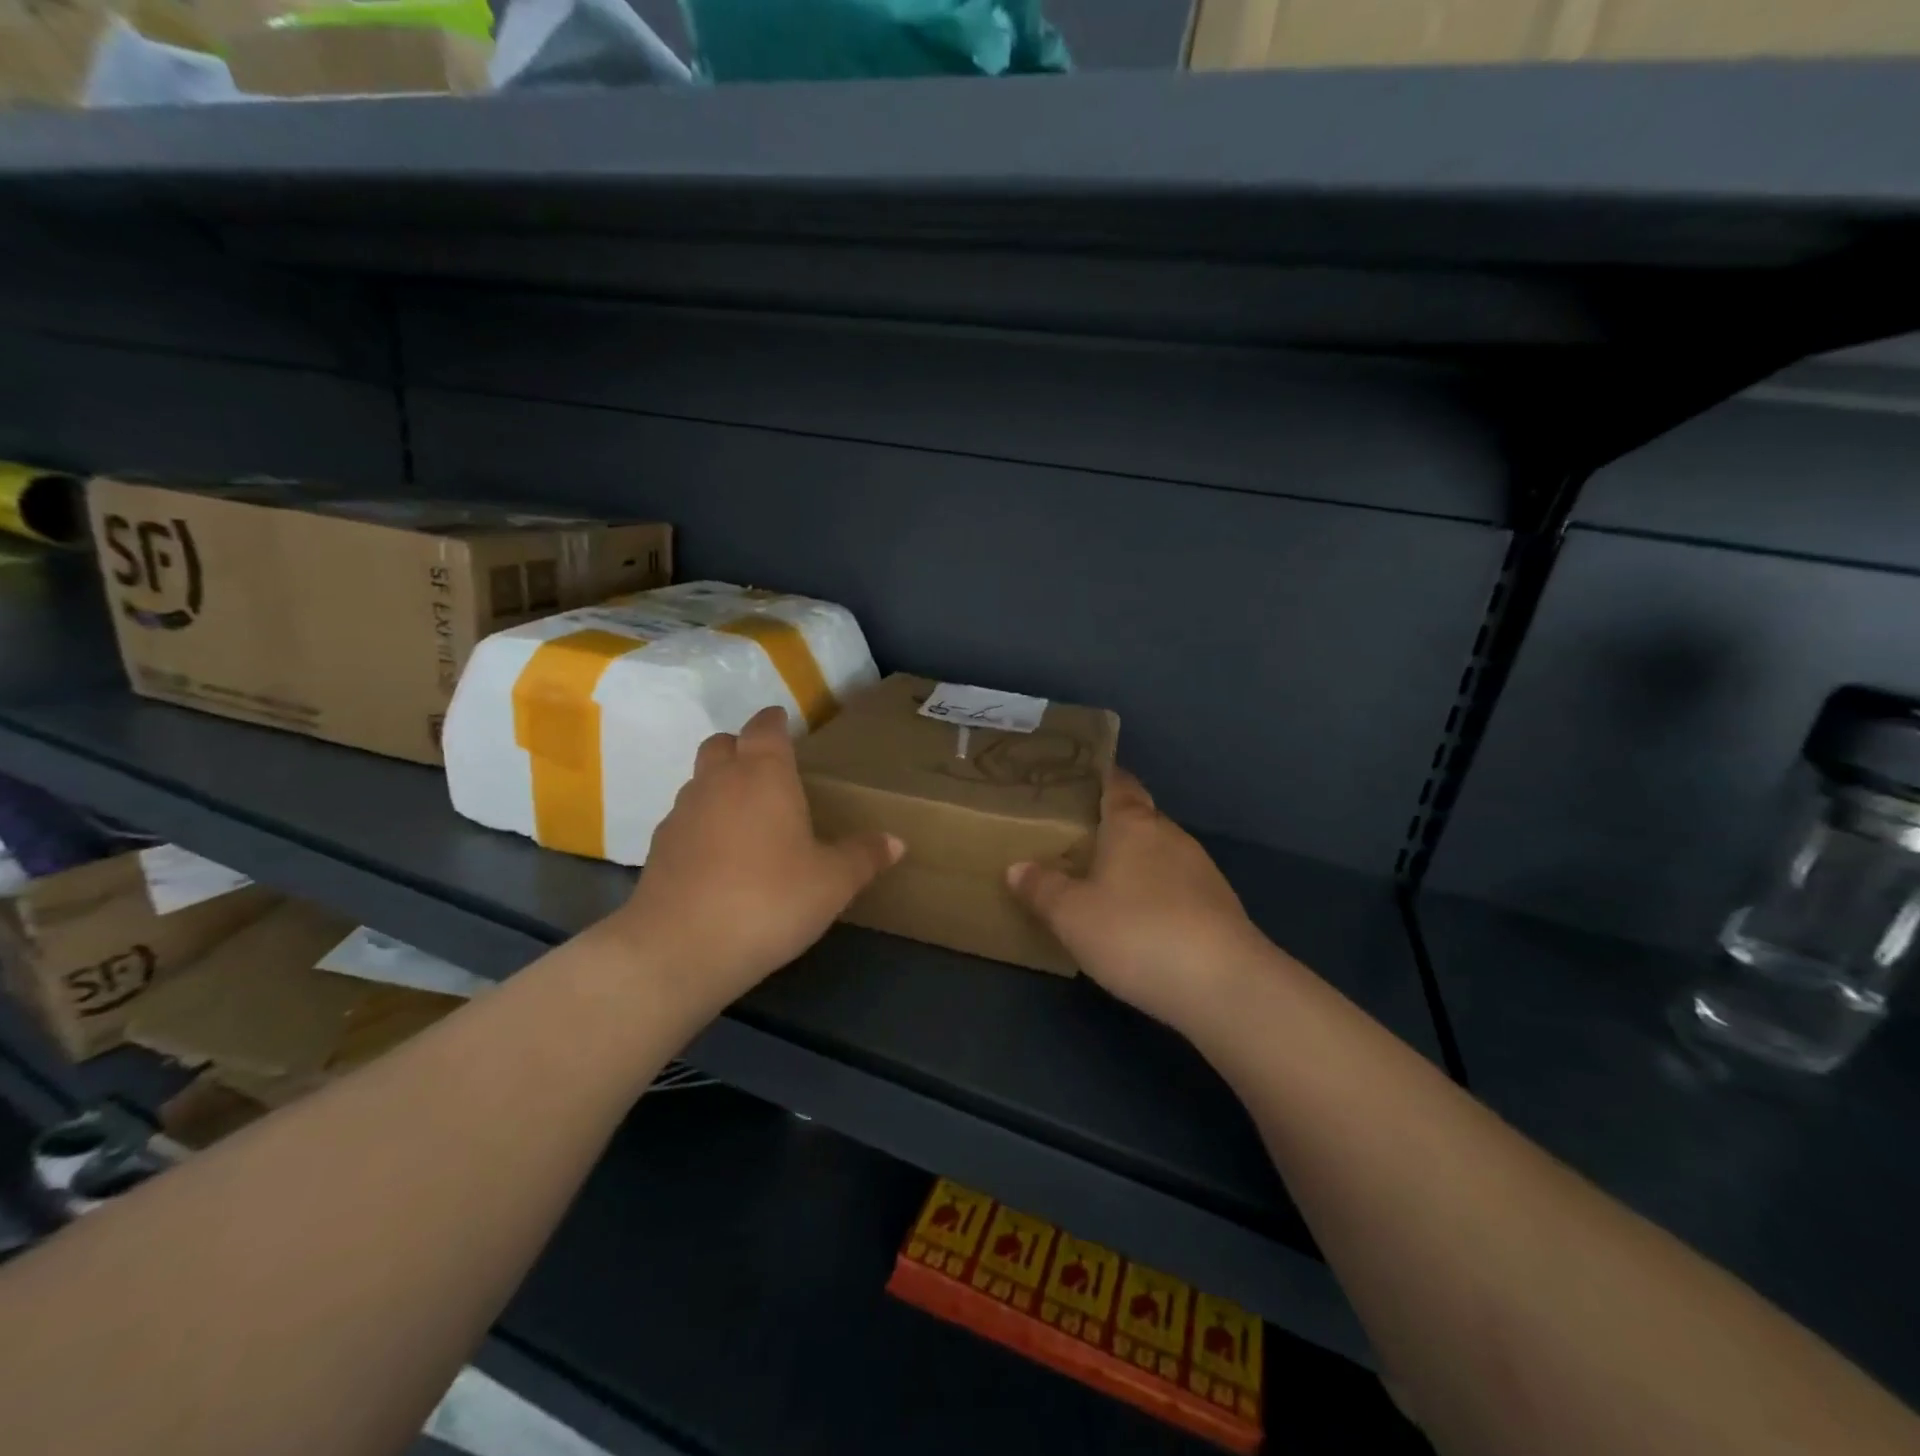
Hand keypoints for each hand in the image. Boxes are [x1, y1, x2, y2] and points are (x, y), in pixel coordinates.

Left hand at [610, 706, 903, 1011]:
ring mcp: (683, 812)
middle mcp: (719, 781)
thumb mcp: (832, 883)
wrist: (680, 948)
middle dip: (743, 747)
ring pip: (700, 780)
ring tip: (747, 818)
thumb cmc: (769, 900)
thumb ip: (864, 856)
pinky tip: (720, 857)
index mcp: (764, 775)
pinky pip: (685, 818)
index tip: (787, 726)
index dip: (776, 722)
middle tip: (768, 771)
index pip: (765, 727)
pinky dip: (702, 823)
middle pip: (723, 743)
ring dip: (720, 785)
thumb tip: (896, 841)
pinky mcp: (659, 847)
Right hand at [1008, 769, 1274, 1035]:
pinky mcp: (1220, 906)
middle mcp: (1170, 835)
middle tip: (1074, 841)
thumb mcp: (1071, 915)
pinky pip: (1177, 887)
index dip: (1100, 778)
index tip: (1077, 781)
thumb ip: (1042, 888)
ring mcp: (1201, 870)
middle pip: (1138, 819)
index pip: (1117, 784)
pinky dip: (1157, 894)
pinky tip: (1141, 922)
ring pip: (1159, 854)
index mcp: (1133, 824)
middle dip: (1111, 827)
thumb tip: (1017, 868)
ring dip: (1135, 864)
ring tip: (1102, 883)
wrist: (1223, 985)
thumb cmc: (1135, 933)